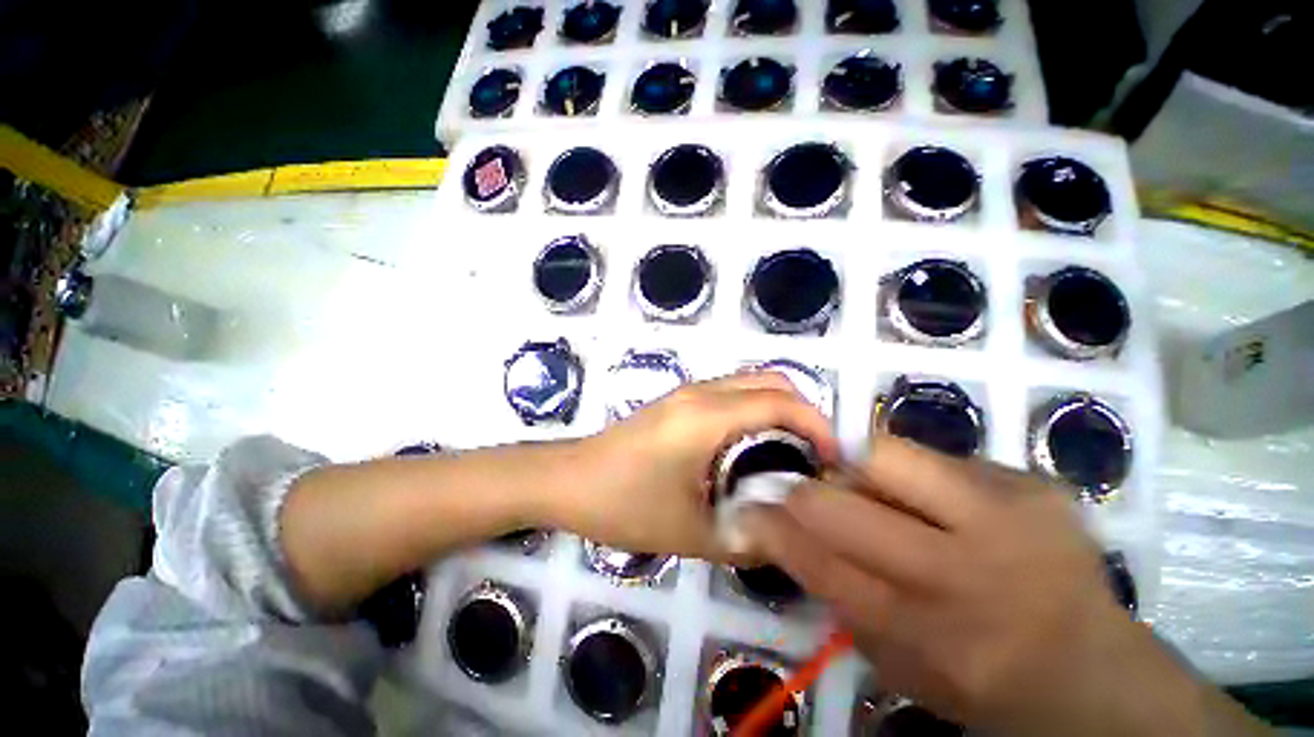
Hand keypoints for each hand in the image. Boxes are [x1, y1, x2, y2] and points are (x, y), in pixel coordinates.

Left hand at [553, 372, 837, 561]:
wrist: (566, 480)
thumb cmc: (621, 502)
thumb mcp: (688, 531)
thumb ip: (745, 538)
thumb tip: (787, 537)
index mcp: (707, 416)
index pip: (780, 402)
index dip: (817, 425)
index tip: (834, 461)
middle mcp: (701, 393)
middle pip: (770, 380)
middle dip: (804, 410)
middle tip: (817, 456)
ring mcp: (687, 393)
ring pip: (749, 383)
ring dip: (779, 409)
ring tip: (793, 454)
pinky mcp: (677, 402)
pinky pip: (731, 394)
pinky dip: (756, 411)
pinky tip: (754, 448)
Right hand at [742, 436, 1269, 736]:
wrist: (1090, 668)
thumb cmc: (975, 675)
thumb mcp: (892, 659)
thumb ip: (832, 591)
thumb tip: (780, 528)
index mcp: (919, 629)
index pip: (815, 559)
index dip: (771, 526)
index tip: (749, 506)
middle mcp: (961, 570)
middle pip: (839, 501)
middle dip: (805, 492)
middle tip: (805, 494)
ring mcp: (1005, 516)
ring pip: (885, 454)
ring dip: (860, 471)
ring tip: (874, 490)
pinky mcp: (1033, 483)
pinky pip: (938, 457)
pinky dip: (918, 475)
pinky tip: (940, 501)